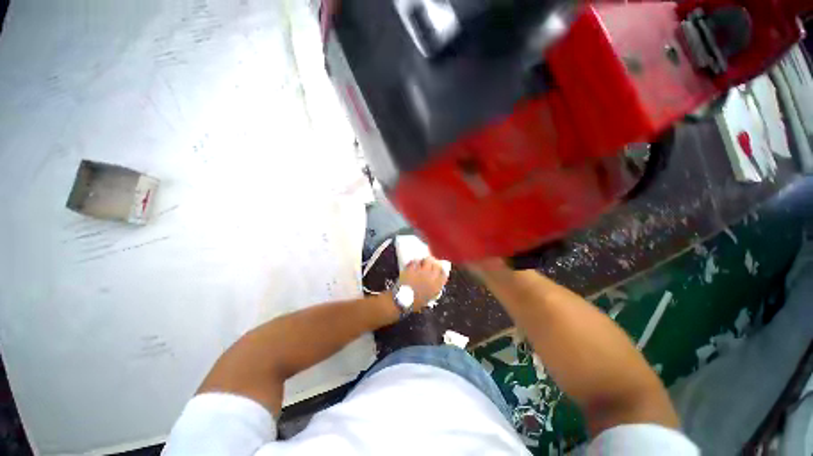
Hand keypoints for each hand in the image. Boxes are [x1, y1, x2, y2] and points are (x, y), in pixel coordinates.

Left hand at [398, 257, 448, 310]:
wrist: (402, 301)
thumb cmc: (415, 303)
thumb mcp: (428, 298)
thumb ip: (433, 290)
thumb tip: (435, 283)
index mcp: (436, 286)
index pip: (444, 274)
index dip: (441, 270)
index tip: (439, 269)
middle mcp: (431, 277)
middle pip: (437, 264)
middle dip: (434, 262)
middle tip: (431, 262)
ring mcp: (421, 272)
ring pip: (427, 260)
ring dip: (425, 260)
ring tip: (422, 261)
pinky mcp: (412, 269)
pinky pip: (415, 261)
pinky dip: (414, 261)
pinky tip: (412, 263)